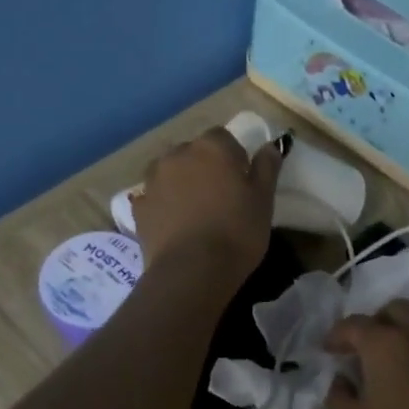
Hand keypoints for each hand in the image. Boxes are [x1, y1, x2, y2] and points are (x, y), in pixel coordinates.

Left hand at [134, 127, 281, 291]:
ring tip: (194, 212)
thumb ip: (266, 168)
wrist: (192, 270)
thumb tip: (270, 146)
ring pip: (170, 172)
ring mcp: (153, 180)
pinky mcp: (138, 207)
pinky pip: (154, 198)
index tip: (242, 181)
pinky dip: (163, 205)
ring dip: (181, 183)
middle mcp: (177, 155)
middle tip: (220, 197)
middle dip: (204, 167)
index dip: (234, 157)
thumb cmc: (236, 231)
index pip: (223, 137)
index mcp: (211, 147)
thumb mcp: (264, 200)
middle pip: (193, 153)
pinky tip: (174, 226)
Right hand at [323, 301, 408, 408]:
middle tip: (364, 349)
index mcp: (386, 344)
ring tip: (399, 349)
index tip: (329, 351)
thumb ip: (338, 396)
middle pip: (394, 310)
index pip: (355, 325)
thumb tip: (341, 380)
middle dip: (375, 323)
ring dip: (408, 325)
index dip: (337, 336)